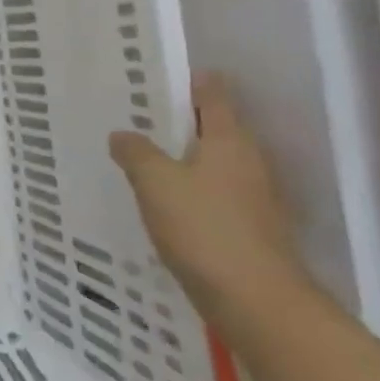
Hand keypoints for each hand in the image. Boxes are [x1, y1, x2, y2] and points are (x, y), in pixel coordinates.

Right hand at [109, 74, 310, 321]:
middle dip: (179, 121)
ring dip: (183, 158)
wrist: (256, 301)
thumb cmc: (204, 228)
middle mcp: (249, 160)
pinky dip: (190, 190)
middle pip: (214, 127)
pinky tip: (163, 203)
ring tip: (143, 159)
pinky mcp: (249, 227)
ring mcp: (254, 196)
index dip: (187, 81)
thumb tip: (123, 135)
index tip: (154, 78)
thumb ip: (136, 152)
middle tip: (136, 118)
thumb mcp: (155, 182)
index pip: (212, 94)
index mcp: (230, 139)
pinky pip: (214, 194)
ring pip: (214, 162)